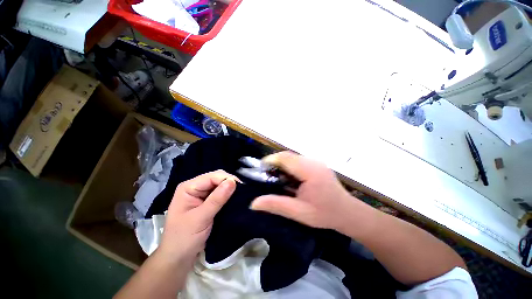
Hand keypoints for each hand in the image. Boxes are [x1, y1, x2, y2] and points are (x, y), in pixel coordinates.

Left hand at [158, 170, 237, 262]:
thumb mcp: (201, 218)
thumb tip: (233, 181)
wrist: (178, 258)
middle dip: (229, 183)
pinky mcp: (206, 201)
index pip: (212, 177)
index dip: (227, 179)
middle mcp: (195, 187)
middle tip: (242, 192)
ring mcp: (201, 194)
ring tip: (241, 195)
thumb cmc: (184, 238)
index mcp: (188, 187)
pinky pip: (220, 193)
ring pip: (220, 185)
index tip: (242, 187)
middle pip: (216, 178)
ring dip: (230, 189)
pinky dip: (228, 195)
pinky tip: (234, 198)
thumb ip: (217, 199)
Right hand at [250, 152, 356, 231]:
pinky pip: (298, 161)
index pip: (286, 158)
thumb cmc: (324, 214)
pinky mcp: (316, 164)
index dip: (271, 160)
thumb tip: (253, 203)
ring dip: (281, 164)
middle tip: (267, 176)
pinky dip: (289, 166)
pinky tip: (288, 178)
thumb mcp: (299, 213)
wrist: (347, 212)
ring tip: (276, 178)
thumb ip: (276, 205)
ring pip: (292, 157)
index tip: (261, 169)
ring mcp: (316, 161)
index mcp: (310, 171)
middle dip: (274, 162)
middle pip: (288, 155)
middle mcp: (313, 162)